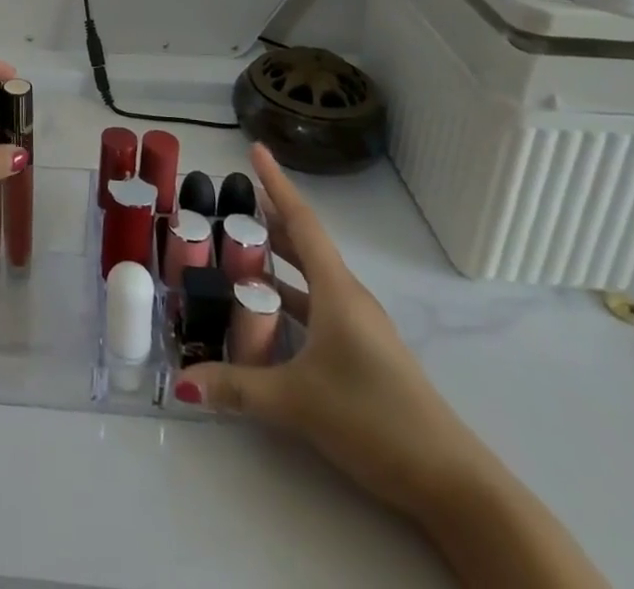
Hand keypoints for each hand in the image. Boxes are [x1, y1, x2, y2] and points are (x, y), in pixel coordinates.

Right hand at [176, 145, 496, 517]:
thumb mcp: (298, 401)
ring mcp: (358, 327)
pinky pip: (317, 307)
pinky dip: (289, 297)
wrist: (452, 483)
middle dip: (269, 221)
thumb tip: (181, 381)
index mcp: (336, 291)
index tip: (255, 150)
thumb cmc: (374, 418)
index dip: (277, 184)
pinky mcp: (362, 354)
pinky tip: (266, 313)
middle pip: (304, 245)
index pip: (302, 222)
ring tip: (239, 251)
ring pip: (310, 278)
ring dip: (278, 261)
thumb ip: (237, 387)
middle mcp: (348, 298)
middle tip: (230, 203)